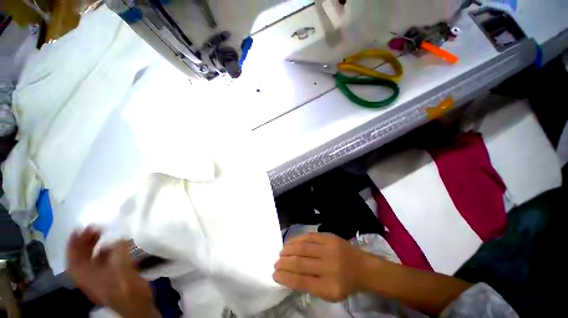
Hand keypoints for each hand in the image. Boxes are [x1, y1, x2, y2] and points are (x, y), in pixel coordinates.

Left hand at [67, 227, 159, 317]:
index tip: (78, 229)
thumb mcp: (123, 275)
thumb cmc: (127, 292)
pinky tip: (114, 245)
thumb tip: (119, 240)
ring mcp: (100, 276)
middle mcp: (90, 276)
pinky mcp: (111, 275)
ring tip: (103, 233)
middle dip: (85, 241)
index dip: (73, 244)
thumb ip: (119, 257)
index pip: (73, 259)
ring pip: (92, 257)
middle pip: (81, 257)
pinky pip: (104, 260)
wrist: (138, 306)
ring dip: (95, 245)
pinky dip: (106, 250)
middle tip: (94, 227)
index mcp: (88, 278)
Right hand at [273, 233, 370, 301]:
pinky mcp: (329, 237)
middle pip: (300, 263)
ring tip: (281, 252)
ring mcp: (329, 249)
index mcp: (329, 287)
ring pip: (303, 247)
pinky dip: (297, 239)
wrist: (362, 267)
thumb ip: (309, 286)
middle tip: (276, 263)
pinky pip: (309, 236)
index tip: (274, 275)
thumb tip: (288, 275)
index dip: (285, 277)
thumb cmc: (344, 284)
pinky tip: (290, 242)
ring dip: (288, 249)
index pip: (301, 281)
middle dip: (284, 263)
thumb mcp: (329, 294)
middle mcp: (329, 267)